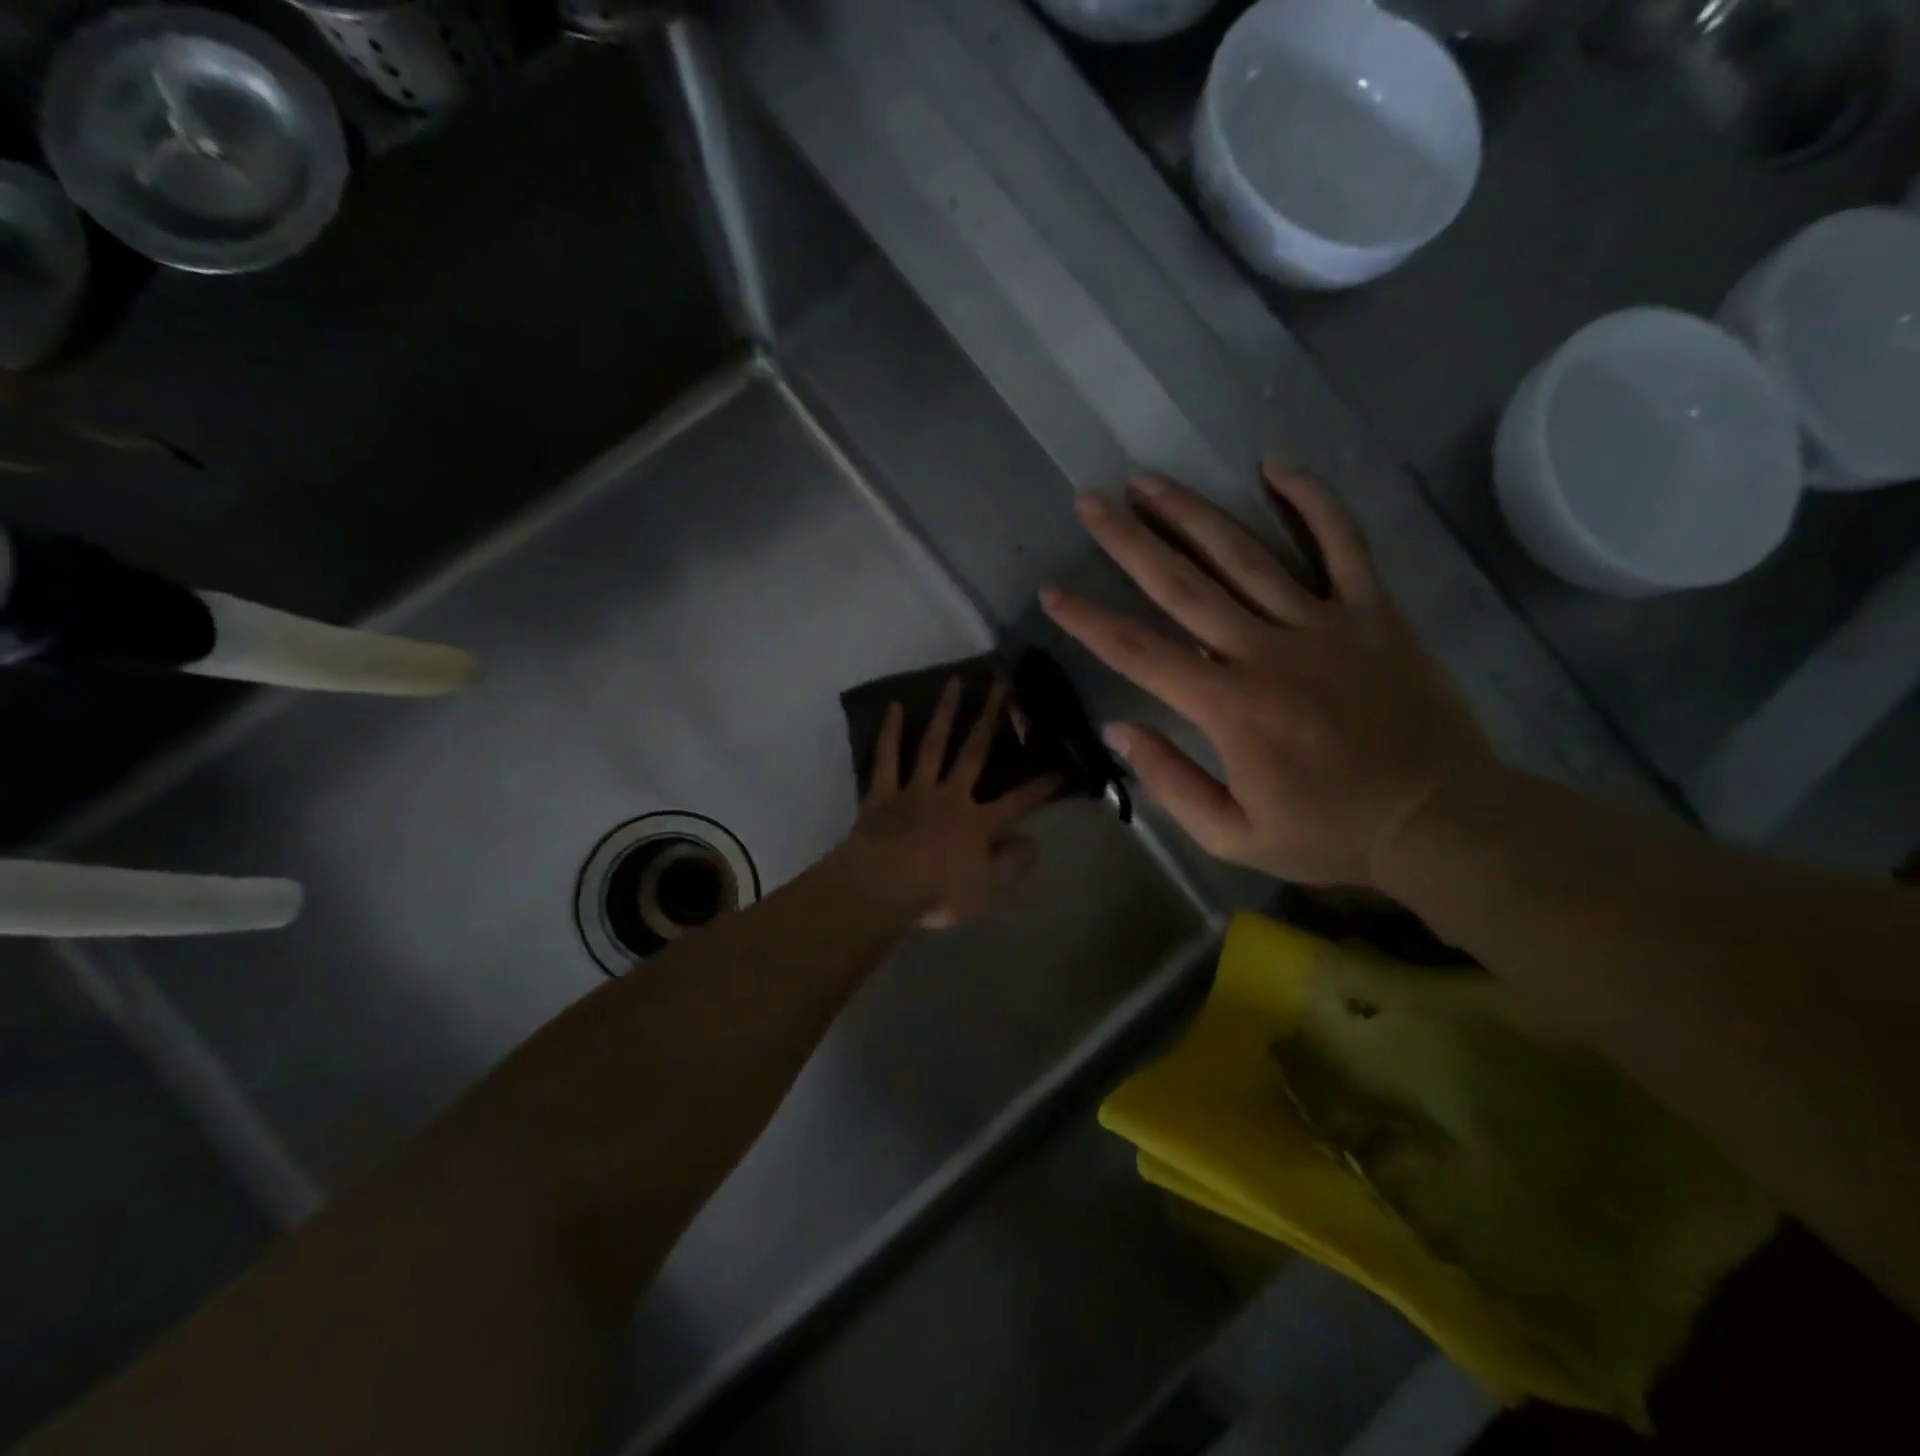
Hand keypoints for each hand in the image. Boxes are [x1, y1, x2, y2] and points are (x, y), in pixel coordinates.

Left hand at [846, 677, 1061, 928]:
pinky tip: (894, 706)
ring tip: (956, 681)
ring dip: (946, 712)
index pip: (1019, 802)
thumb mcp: (986, 890)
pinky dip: (890, 733)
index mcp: (978, 822)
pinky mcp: (884, 793)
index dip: (1044, 786)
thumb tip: (1034, 841)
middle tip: (1004, 685)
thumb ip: (1012, 864)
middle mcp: (951, 795)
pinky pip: (887, 758)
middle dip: (992, 718)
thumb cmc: (936, 893)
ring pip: (934, 744)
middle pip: (975, 752)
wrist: (880, 888)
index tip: (1065, 766)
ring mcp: (916, 790)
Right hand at [1041, 463, 1493, 888]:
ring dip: (1192, 513)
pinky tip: (1275, 465)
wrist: (1439, 821)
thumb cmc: (1327, 834)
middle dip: (1129, 542)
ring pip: (1246, 555)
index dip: (1088, 620)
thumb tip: (1118, 730)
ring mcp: (1323, 624)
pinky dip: (1312, 501)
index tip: (1053, 591)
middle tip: (1091, 503)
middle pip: (1183, 586)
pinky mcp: (1374, 612)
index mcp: (1228, 707)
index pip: (1138, 652)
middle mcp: (1266, 652)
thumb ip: (1169, 782)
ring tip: (1149, 481)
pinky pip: (1343, 544)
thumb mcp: (1232, 835)